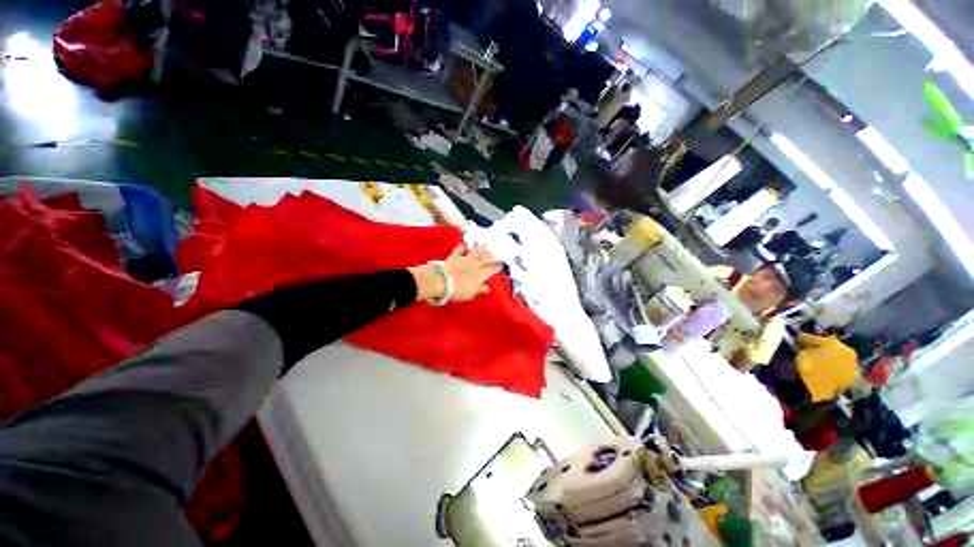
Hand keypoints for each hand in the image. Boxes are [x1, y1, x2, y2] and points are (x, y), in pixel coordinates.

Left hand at [409, 245, 500, 303]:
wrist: (441, 281)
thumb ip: (480, 289)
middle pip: (485, 259)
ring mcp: (464, 259)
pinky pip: (460, 250)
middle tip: (495, 256)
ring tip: (486, 245)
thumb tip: (488, 288)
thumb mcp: (470, 293)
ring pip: (475, 252)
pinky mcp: (454, 256)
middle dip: (491, 257)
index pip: (491, 270)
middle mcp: (474, 265)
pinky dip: (463, 247)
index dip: (497, 267)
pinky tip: (466, 244)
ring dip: (481, 249)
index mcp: (480, 275)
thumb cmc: (457, 290)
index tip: (500, 266)